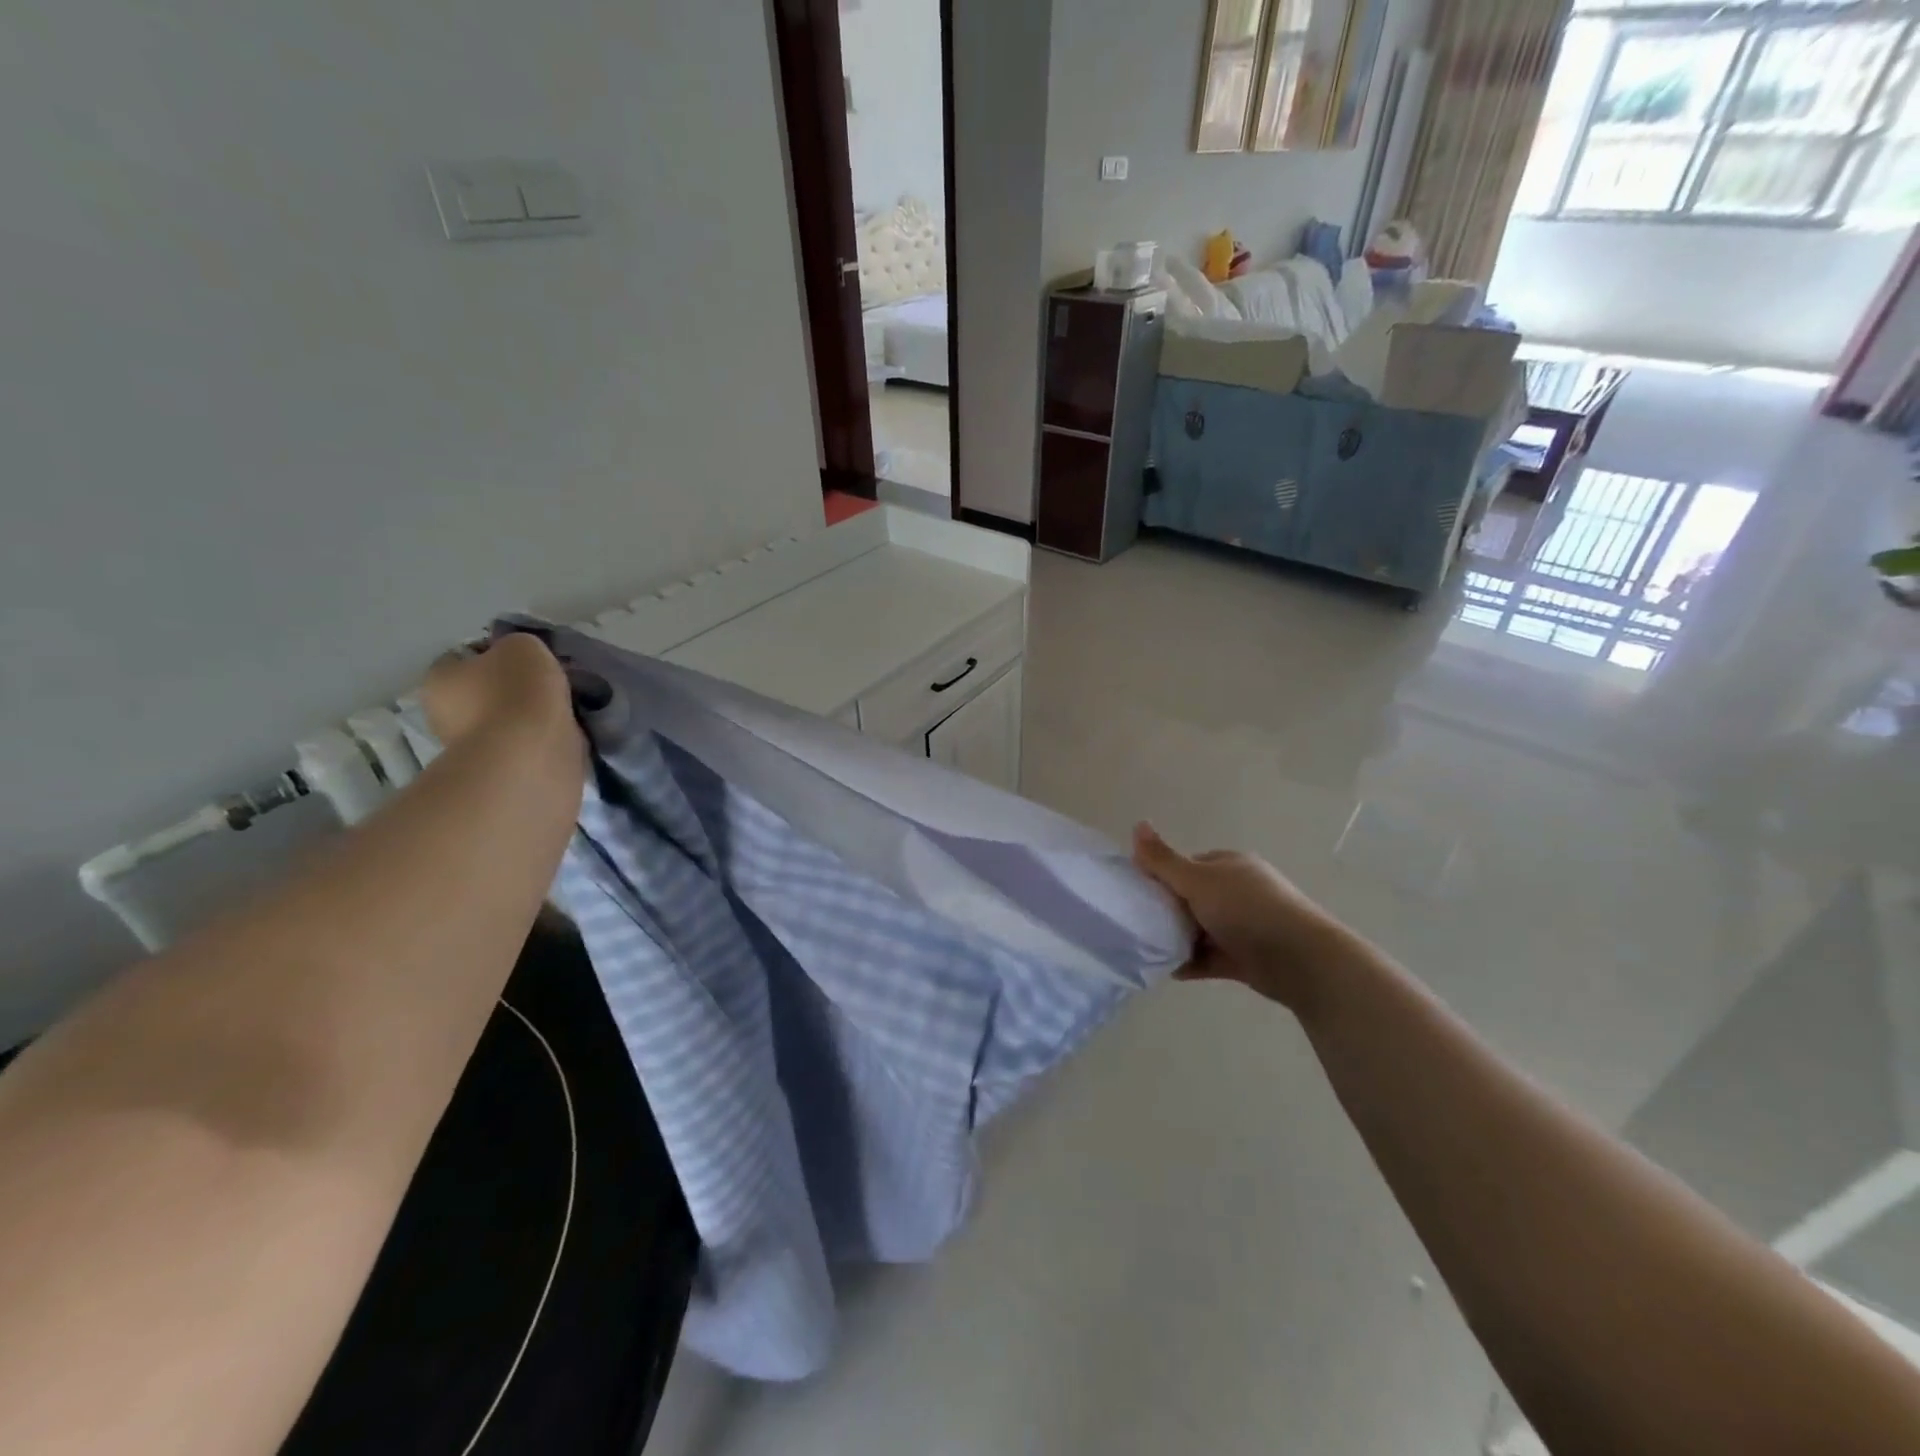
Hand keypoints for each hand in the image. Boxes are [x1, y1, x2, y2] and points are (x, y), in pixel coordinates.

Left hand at [421, 632, 577, 750]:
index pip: (463, 656)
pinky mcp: (500, 768)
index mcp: (439, 679)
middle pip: (485, 689)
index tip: (527, 657)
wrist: (532, 753)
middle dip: (513, 686)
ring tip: (563, 708)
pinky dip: (541, 736)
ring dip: (529, 714)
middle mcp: (445, 714)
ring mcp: (472, 746)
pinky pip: (523, 742)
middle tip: (548, 682)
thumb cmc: (517, 692)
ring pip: (506, 718)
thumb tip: (520, 658)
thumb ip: (518, 644)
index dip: (495, 651)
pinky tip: (563, 731)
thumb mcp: (522, 645)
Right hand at [1132, 823, 1362, 1015]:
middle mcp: (1237, 891)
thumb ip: (1163, 859)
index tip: (1137, 894)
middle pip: (1192, 898)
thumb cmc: (1246, 909)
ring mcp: (1243, 925)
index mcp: (1229, 865)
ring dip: (1177, 939)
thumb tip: (1137, 824)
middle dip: (1167, 911)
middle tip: (1139, 923)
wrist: (1300, 960)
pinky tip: (1168, 970)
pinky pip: (1210, 957)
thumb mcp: (1197, 880)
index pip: (1187, 865)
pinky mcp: (1246, 957)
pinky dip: (1191, 962)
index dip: (1162, 877)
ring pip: (1200, 929)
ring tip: (1148, 949)